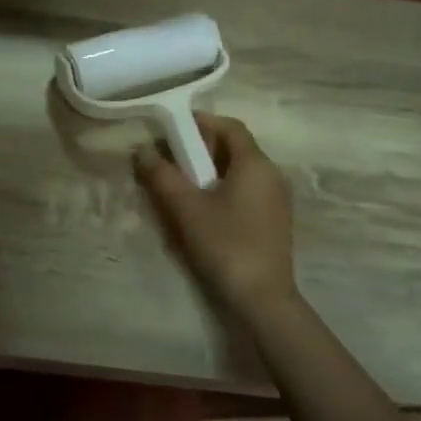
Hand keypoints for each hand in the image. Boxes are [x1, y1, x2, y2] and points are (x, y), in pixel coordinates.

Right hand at [134, 114, 298, 318]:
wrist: (263, 299)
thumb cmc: (225, 245)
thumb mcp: (186, 208)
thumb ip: (163, 176)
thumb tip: (144, 151)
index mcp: (256, 164)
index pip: (230, 126)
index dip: (202, 122)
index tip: (173, 128)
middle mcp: (272, 175)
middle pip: (235, 148)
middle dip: (202, 148)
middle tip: (170, 159)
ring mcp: (277, 199)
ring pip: (240, 172)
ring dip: (210, 171)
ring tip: (181, 186)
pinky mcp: (274, 221)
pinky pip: (246, 192)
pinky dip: (223, 190)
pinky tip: (203, 211)